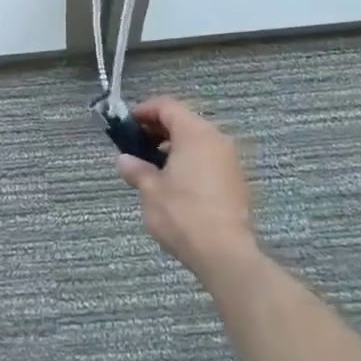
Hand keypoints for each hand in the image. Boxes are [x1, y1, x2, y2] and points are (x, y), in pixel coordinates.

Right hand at [117, 98, 260, 282]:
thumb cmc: (183, 214)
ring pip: (197, 140)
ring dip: (174, 146)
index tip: (127, 125)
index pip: (167, 106)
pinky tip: (175, 183)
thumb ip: (137, 170)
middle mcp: (216, 139)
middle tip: (137, 145)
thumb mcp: (151, 191)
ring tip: (153, 166)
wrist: (226, 253)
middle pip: (184, 120)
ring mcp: (229, 160)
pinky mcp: (236, 181)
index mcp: (194, 133)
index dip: (144, 111)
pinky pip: (208, 158)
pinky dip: (190, 161)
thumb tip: (124, 160)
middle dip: (158, 129)